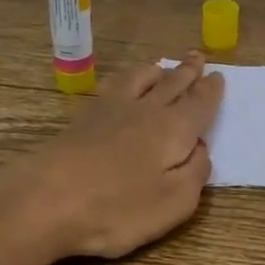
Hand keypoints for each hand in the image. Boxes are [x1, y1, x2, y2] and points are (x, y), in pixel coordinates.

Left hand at [0, 53, 224, 264]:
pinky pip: (114, 85)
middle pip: (172, 84)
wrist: (46, 199)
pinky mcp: (82, 118)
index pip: (200, 104)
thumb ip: (195, 173)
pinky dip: (127, 78)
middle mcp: (146, 110)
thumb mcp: (174, 202)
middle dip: (188, 71)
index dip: (211, 91)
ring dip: (156, 70)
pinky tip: (122, 84)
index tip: (219, 76)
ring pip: (141, 78)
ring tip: (162, 65)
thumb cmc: (117, 208)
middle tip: (197, 57)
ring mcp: (110, 110)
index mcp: (174, 129)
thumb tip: (201, 149)